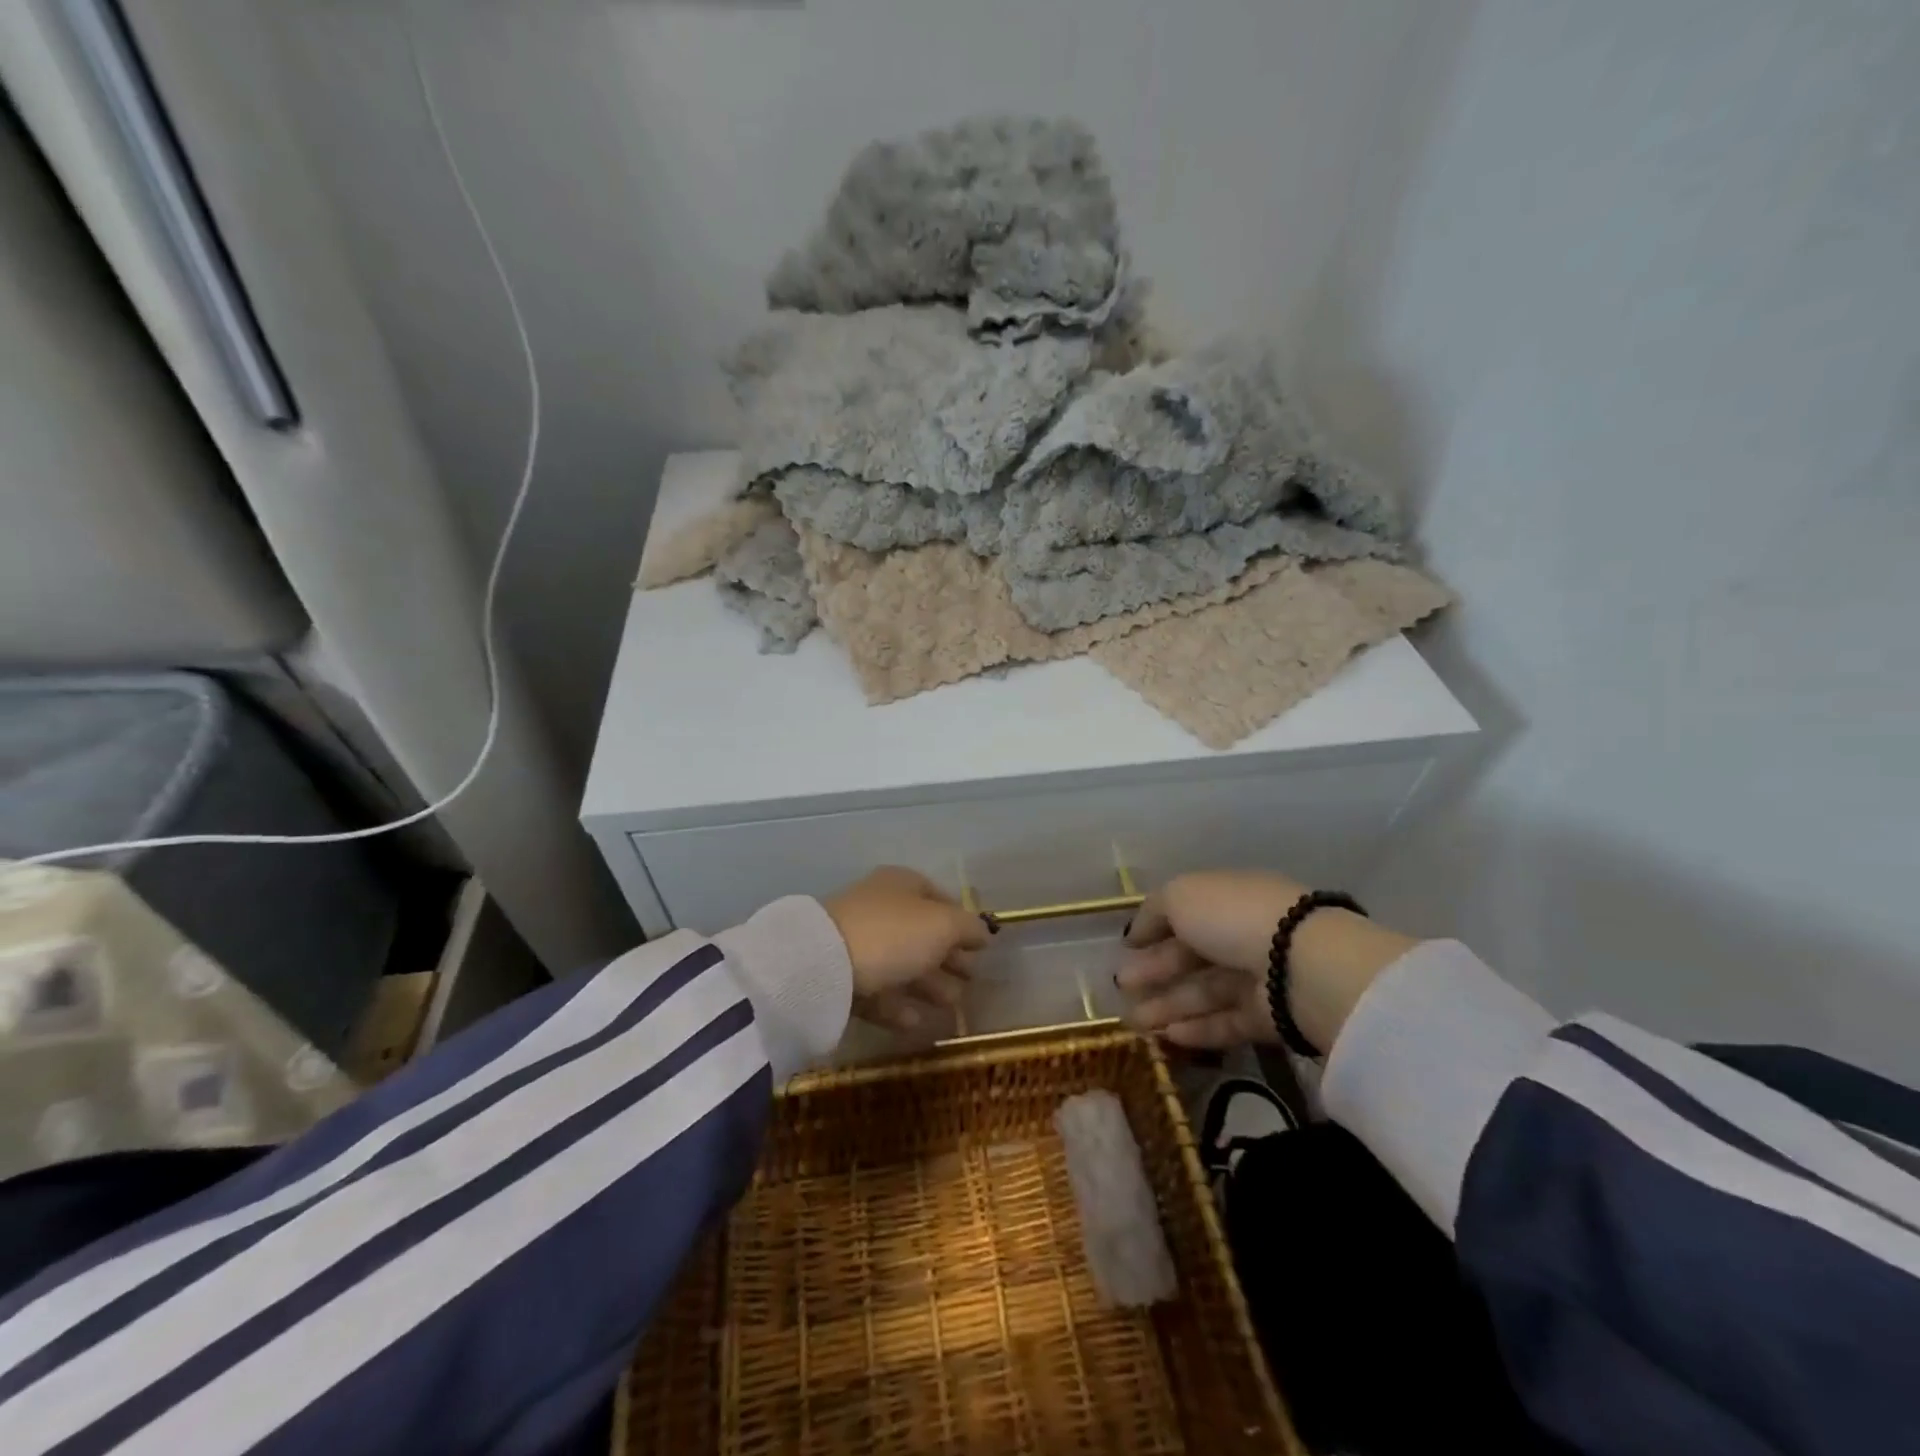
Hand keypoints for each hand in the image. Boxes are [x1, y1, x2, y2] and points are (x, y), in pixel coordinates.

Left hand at [823, 867, 989, 1035]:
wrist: (825, 965)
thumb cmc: (893, 933)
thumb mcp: (943, 925)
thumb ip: (968, 928)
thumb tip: (983, 933)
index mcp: (903, 885)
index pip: (941, 899)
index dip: (963, 923)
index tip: (982, 950)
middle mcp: (880, 908)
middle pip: (923, 934)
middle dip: (949, 958)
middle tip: (971, 982)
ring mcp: (859, 942)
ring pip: (902, 964)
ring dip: (929, 985)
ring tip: (951, 1006)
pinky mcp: (843, 977)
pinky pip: (878, 991)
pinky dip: (899, 1005)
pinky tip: (915, 1022)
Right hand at [1119, 870, 1413, 1051]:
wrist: (1299, 964)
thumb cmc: (1232, 917)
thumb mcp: (1180, 896)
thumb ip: (1153, 912)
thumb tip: (1135, 935)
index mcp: (1227, 898)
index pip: (1185, 914)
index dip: (1153, 930)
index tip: (1125, 950)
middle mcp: (1244, 933)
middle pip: (1192, 955)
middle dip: (1155, 971)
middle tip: (1121, 987)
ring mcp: (1260, 976)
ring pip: (1205, 991)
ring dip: (1168, 1005)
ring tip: (1133, 1022)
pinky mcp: (1271, 1017)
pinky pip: (1227, 1021)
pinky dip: (1197, 1029)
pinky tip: (1167, 1036)